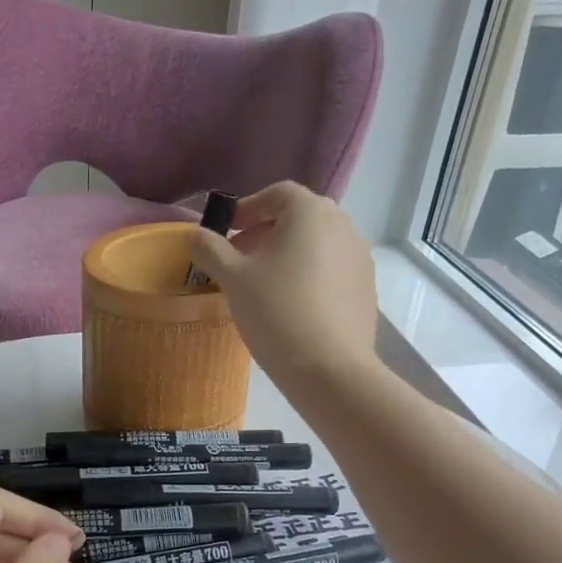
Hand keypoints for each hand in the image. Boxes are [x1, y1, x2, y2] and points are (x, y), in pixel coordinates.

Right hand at [187, 182, 379, 384]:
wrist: (329, 369)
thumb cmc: (277, 312)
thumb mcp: (233, 279)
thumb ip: (211, 250)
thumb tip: (195, 235)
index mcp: (310, 213)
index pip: (278, 194)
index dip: (248, 208)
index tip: (227, 231)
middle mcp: (342, 225)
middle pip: (300, 217)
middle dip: (267, 231)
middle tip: (241, 258)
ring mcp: (359, 257)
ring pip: (317, 243)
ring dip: (288, 253)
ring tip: (264, 283)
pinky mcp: (366, 288)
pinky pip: (332, 269)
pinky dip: (309, 274)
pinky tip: (291, 305)